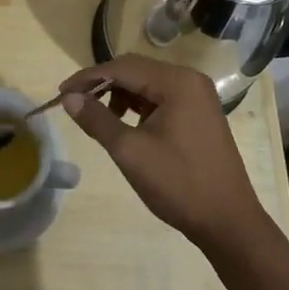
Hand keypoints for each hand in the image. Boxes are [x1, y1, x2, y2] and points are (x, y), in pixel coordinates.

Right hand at [57, 54, 270, 255]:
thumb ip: (97, 119)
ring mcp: (198, 96)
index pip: (122, 67)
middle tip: (75, 103)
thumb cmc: (178, 184)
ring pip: (147, 83)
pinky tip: (128, 125)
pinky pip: (161, 97)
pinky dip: (139, 105)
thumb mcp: (130, 151)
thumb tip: (69, 98)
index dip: (88, 78)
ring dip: (120, 94)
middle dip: (103, 84)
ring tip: (102, 119)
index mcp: (177, 82)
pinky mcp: (200, 113)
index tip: (60, 93)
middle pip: (136, 69)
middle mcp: (190, 79)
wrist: (228, 222)